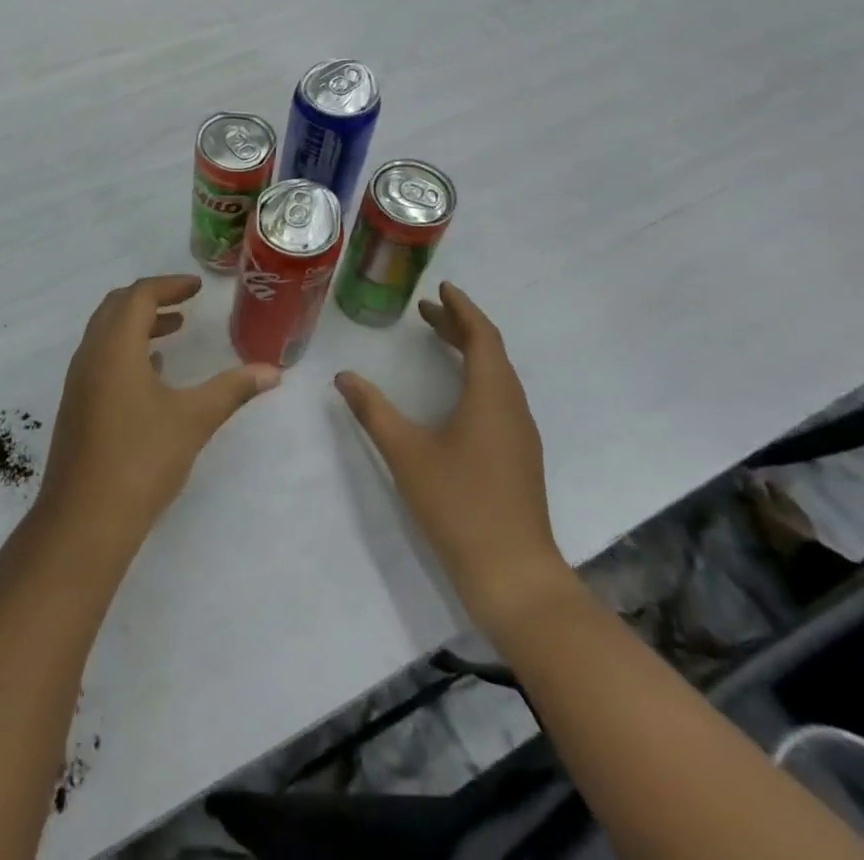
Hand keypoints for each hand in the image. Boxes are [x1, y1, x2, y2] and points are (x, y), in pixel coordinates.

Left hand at [38, 274, 278, 550]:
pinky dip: (126, 349)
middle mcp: (90, 354)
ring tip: (174, 330)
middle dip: (151, 298)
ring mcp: (78, 380)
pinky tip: (153, 373)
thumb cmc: (141, 460)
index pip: (139, 295)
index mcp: (114, 346)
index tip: (198, 287)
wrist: (84, 520)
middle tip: (185, 301)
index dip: (169, 285)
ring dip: (138, 324)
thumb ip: (232, 390)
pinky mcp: (76, 404)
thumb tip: (272, 371)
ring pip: (106, 333)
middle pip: (117, 306)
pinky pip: (101, 357)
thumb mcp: (194, 420)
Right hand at [336, 283, 572, 634]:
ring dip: (470, 352)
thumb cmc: (459, 505)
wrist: (514, 576)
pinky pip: (498, 397)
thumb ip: (373, 410)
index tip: (441, 288)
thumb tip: (344, 376)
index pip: (482, 336)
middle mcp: (512, 408)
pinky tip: (455, 393)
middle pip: (491, 353)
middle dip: (460, 326)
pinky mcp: (517, 457)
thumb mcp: (406, 453)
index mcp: (491, 397)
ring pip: (497, 376)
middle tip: (426, 311)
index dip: (462, 309)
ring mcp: (519, 435)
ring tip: (438, 341)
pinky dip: (476, 377)